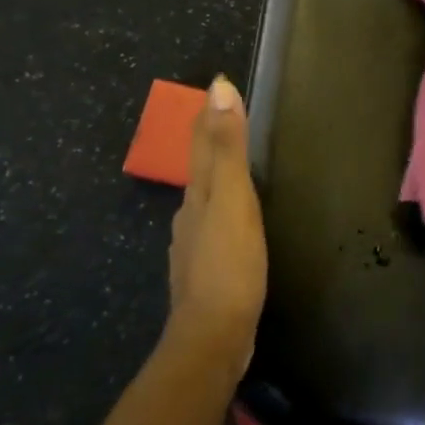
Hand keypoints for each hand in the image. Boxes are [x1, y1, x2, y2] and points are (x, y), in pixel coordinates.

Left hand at [167, 76, 267, 373]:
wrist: (213, 337)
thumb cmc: (229, 264)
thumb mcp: (233, 199)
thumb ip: (228, 147)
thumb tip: (218, 89)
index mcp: (198, 194)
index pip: (202, 144)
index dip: (209, 115)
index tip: (217, 87)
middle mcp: (190, 215)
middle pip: (200, 169)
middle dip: (210, 142)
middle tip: (228, 120)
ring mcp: (195, 246)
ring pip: (205, 200)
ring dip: (216, 178)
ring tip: (234, 168)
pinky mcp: (207, 271)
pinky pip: (214, 227)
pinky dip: (223, 211)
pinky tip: (234, 224)